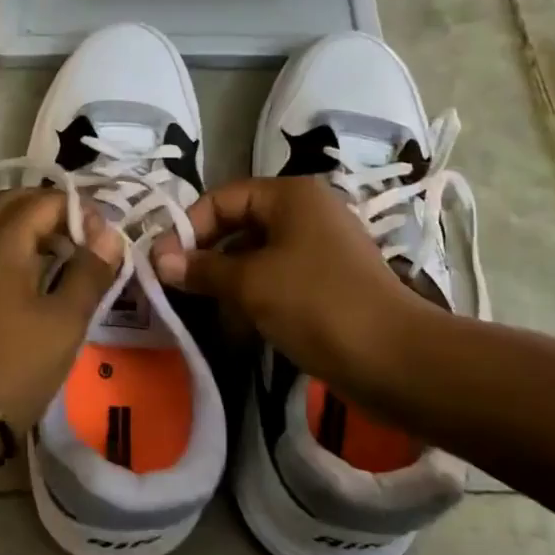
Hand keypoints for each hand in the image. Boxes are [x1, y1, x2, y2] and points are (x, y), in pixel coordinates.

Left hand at [0, 188, 123, 431]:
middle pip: (8, 205)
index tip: (102, 239)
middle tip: (77, 239)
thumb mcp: (65, 321)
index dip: (78, 211)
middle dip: (45, 212)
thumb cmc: (13, 364)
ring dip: (19, 235)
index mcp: (2, 241)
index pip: (44, 201)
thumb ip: (89, 272)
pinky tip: (5, 295)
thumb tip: (107, 234)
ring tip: (49, 264)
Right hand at [151, 176, 434, 406]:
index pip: (223, 197)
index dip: (188, 226)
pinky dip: (254, 299)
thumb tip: (159, 260)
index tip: (161, 262)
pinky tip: (235, 329)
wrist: (395, 359)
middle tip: (176, 288)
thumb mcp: (251, 284)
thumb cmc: (317, 305)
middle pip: (239, 225)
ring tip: (202, 313)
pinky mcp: (327, 282)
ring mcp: (319, 248)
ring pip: (257, 257)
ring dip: (227, 283)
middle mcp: (305, 212)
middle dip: (206, 257)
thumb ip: (203, 268)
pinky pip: (277, 280)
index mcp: (290, 196)